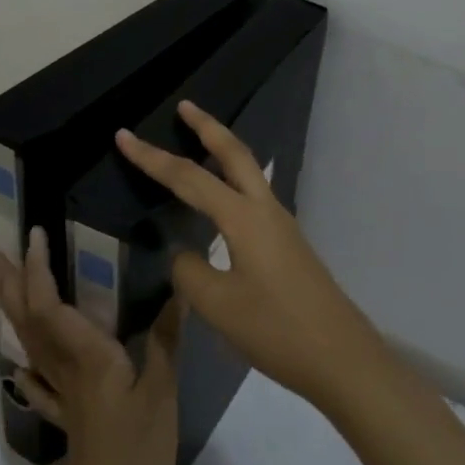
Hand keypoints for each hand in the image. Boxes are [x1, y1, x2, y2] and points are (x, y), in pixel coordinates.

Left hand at [0, 228, 181, 464]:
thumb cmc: (137, 453)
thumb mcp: (161, 393)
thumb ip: (166, 340)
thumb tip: (179, 289)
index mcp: (86, 357)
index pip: (50, 304)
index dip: (38, 268)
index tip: (35, 234)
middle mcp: (65, 369)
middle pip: (27, 319)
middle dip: (8, 283)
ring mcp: (61, 395)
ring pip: (28, 343)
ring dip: (12, 310)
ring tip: (2, 286)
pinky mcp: (66, 417)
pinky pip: (39, 382)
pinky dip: (27, 364)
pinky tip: (22, 364)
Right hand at [116, 100, 381, 412]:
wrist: (341, 358)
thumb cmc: (276, 330)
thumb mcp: (218, 305)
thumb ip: (189, 272)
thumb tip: (183, 253)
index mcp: (244, 218)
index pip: (189, 178)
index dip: (152, 158)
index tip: (124, 136)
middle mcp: (265, 210)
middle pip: (235, 153)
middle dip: (207, 127)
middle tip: (184, 106)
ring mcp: (282, 226)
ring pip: (249, 173)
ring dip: (223, 151)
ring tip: (199, 142)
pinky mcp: (288, 245)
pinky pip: (255, 197)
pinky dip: (234, 181)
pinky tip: (222, 202)